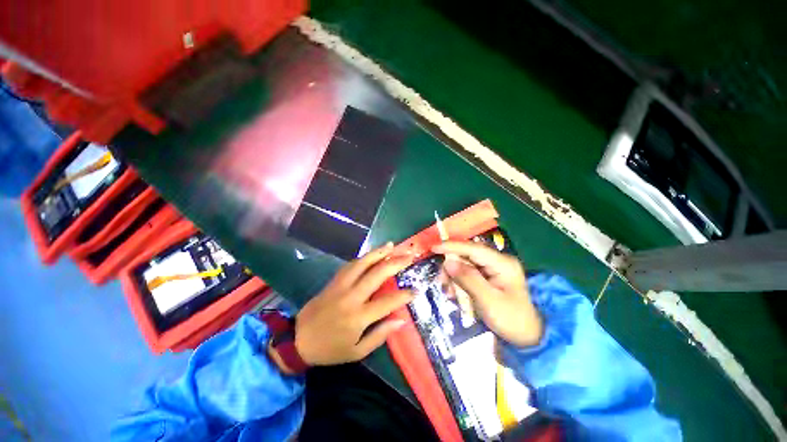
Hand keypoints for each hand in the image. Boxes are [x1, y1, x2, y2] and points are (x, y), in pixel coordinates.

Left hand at [294, 243, 415, 365]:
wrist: (298, 340)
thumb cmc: (330, 349)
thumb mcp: (357, 352)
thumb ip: (380, 335)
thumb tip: (401, 320)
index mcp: (359, 316)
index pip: (388, 301)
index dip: (404, 295)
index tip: (416, 289)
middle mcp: (352, 296)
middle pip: (377, 273)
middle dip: (396, 263)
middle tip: (409, 256)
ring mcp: (341, 285)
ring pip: (362, 263)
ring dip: (378, 252)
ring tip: (391, 245)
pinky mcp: (334, 281)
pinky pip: (350, 264)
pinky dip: (363, 257)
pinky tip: (371, 253)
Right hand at [432, 241, 542, 347]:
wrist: (529, 338)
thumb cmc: (511, 320)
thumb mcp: (488, 300)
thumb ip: (467, 279)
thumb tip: (448, 262)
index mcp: (502, 263)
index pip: (473, 248)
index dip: (452, 246)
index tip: (433, 248)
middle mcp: (497, 261)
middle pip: (466, 256)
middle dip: (451, 267)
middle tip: (442, 282)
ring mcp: (492, 269)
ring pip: (465, 265)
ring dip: (454, 277)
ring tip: (449, 293)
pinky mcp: (488, 277)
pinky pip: (468, 274)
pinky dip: (459, 282)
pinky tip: (454, 294)